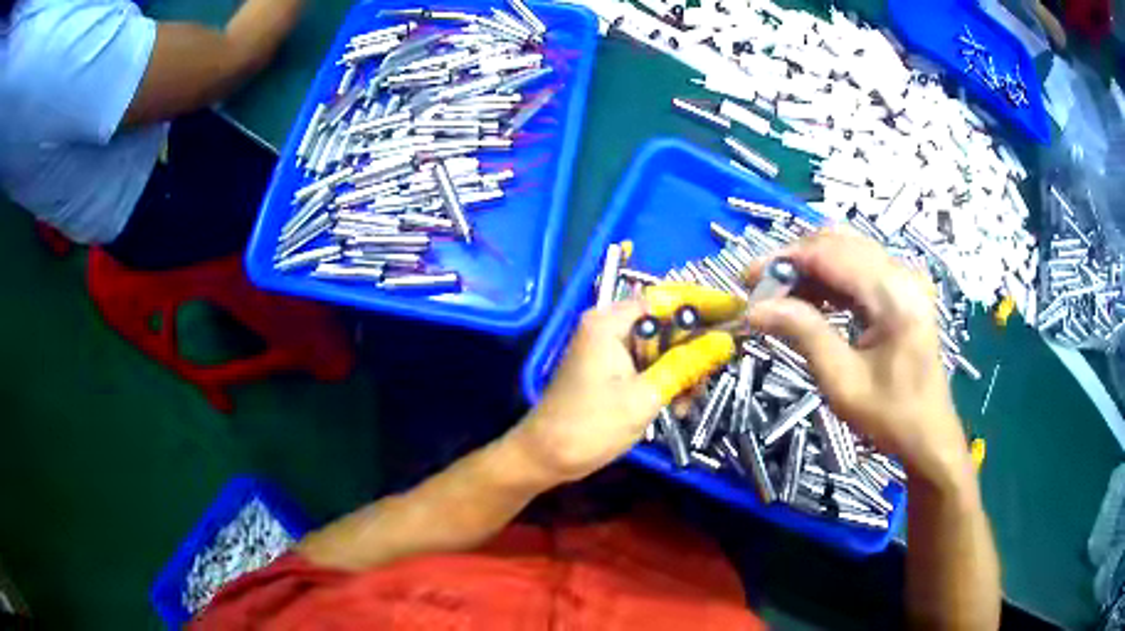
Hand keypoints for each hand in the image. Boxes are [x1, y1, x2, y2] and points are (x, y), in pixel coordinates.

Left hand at [513, 300, 733, 483]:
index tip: (737, 311)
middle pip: (665, 322)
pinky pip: (647, 364)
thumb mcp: (645, 397)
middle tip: (716, 369)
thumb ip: (685, 365)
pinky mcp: (609, 368)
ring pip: (660, 346)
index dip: (704, 301)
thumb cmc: (590, 426)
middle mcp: (609, 325)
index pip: (666, 297)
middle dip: (693, 347)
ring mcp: (608, 347)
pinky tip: (676, 406)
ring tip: (690, 400)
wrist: (545, 457)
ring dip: (681, 369)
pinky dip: (664, 380)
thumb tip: (725, 341)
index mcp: (610, 321)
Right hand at [744, 228, 971, 483]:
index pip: (831, 253)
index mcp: (895, 294)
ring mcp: (905, 278)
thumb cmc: (890, 416)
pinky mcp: (902, 289)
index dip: (785, 260)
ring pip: (846, 250)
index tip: (747, 280)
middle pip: (838, 242)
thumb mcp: (842, 381)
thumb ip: (803, 333)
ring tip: (780, 298)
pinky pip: (858, 268)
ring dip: (809, 269)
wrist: (928, 434)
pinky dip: (829, 280)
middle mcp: (902, 273)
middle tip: (761, 291)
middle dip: (795, 261)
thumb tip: (755, 309)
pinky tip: (808, 301)